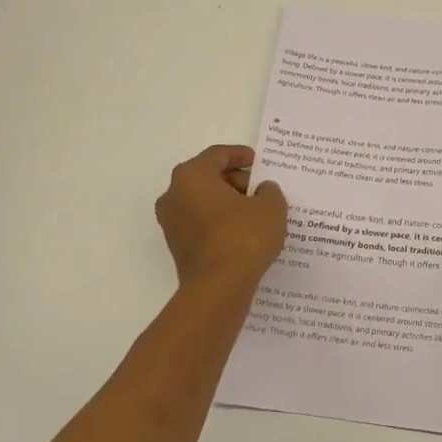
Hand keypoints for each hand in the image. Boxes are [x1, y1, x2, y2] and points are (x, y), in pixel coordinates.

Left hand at [155, 145, 287, 290]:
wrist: (219, 287)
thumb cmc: (243, 236)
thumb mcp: (270, 207)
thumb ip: (269, 191)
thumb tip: (262, 191)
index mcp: (192, 176)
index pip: (217, 155)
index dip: (239, 154)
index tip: (257, 161)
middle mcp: (174, 194)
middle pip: (206, 176)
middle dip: (234, 180)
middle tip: (259, 189)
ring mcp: (171, 222)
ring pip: (202, 200)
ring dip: (226, 202)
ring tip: (254, 211)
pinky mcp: (176, 245)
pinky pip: (200, 222)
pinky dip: (218, 220)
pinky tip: (241, 231)